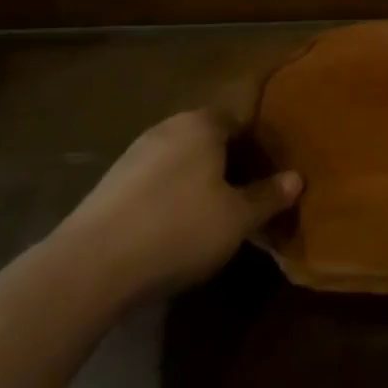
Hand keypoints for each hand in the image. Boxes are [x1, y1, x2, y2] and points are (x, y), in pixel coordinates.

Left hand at [54, 110, 301, 299]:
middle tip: (248, 198)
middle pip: (210, 139)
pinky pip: (155, 182)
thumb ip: (268, 196)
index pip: (241, 121)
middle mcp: (167, 128)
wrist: (91, 265)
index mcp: (202, 124)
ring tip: (214, 218)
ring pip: (181, 161)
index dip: (260, 148)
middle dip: (230, 164)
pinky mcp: (111, 183)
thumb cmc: (179, 229)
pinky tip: (174, 229)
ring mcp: (134, 154)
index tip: (272, 176)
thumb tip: (296, 178)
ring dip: (199, 182)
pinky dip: (170, 197)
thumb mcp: (237, 219)